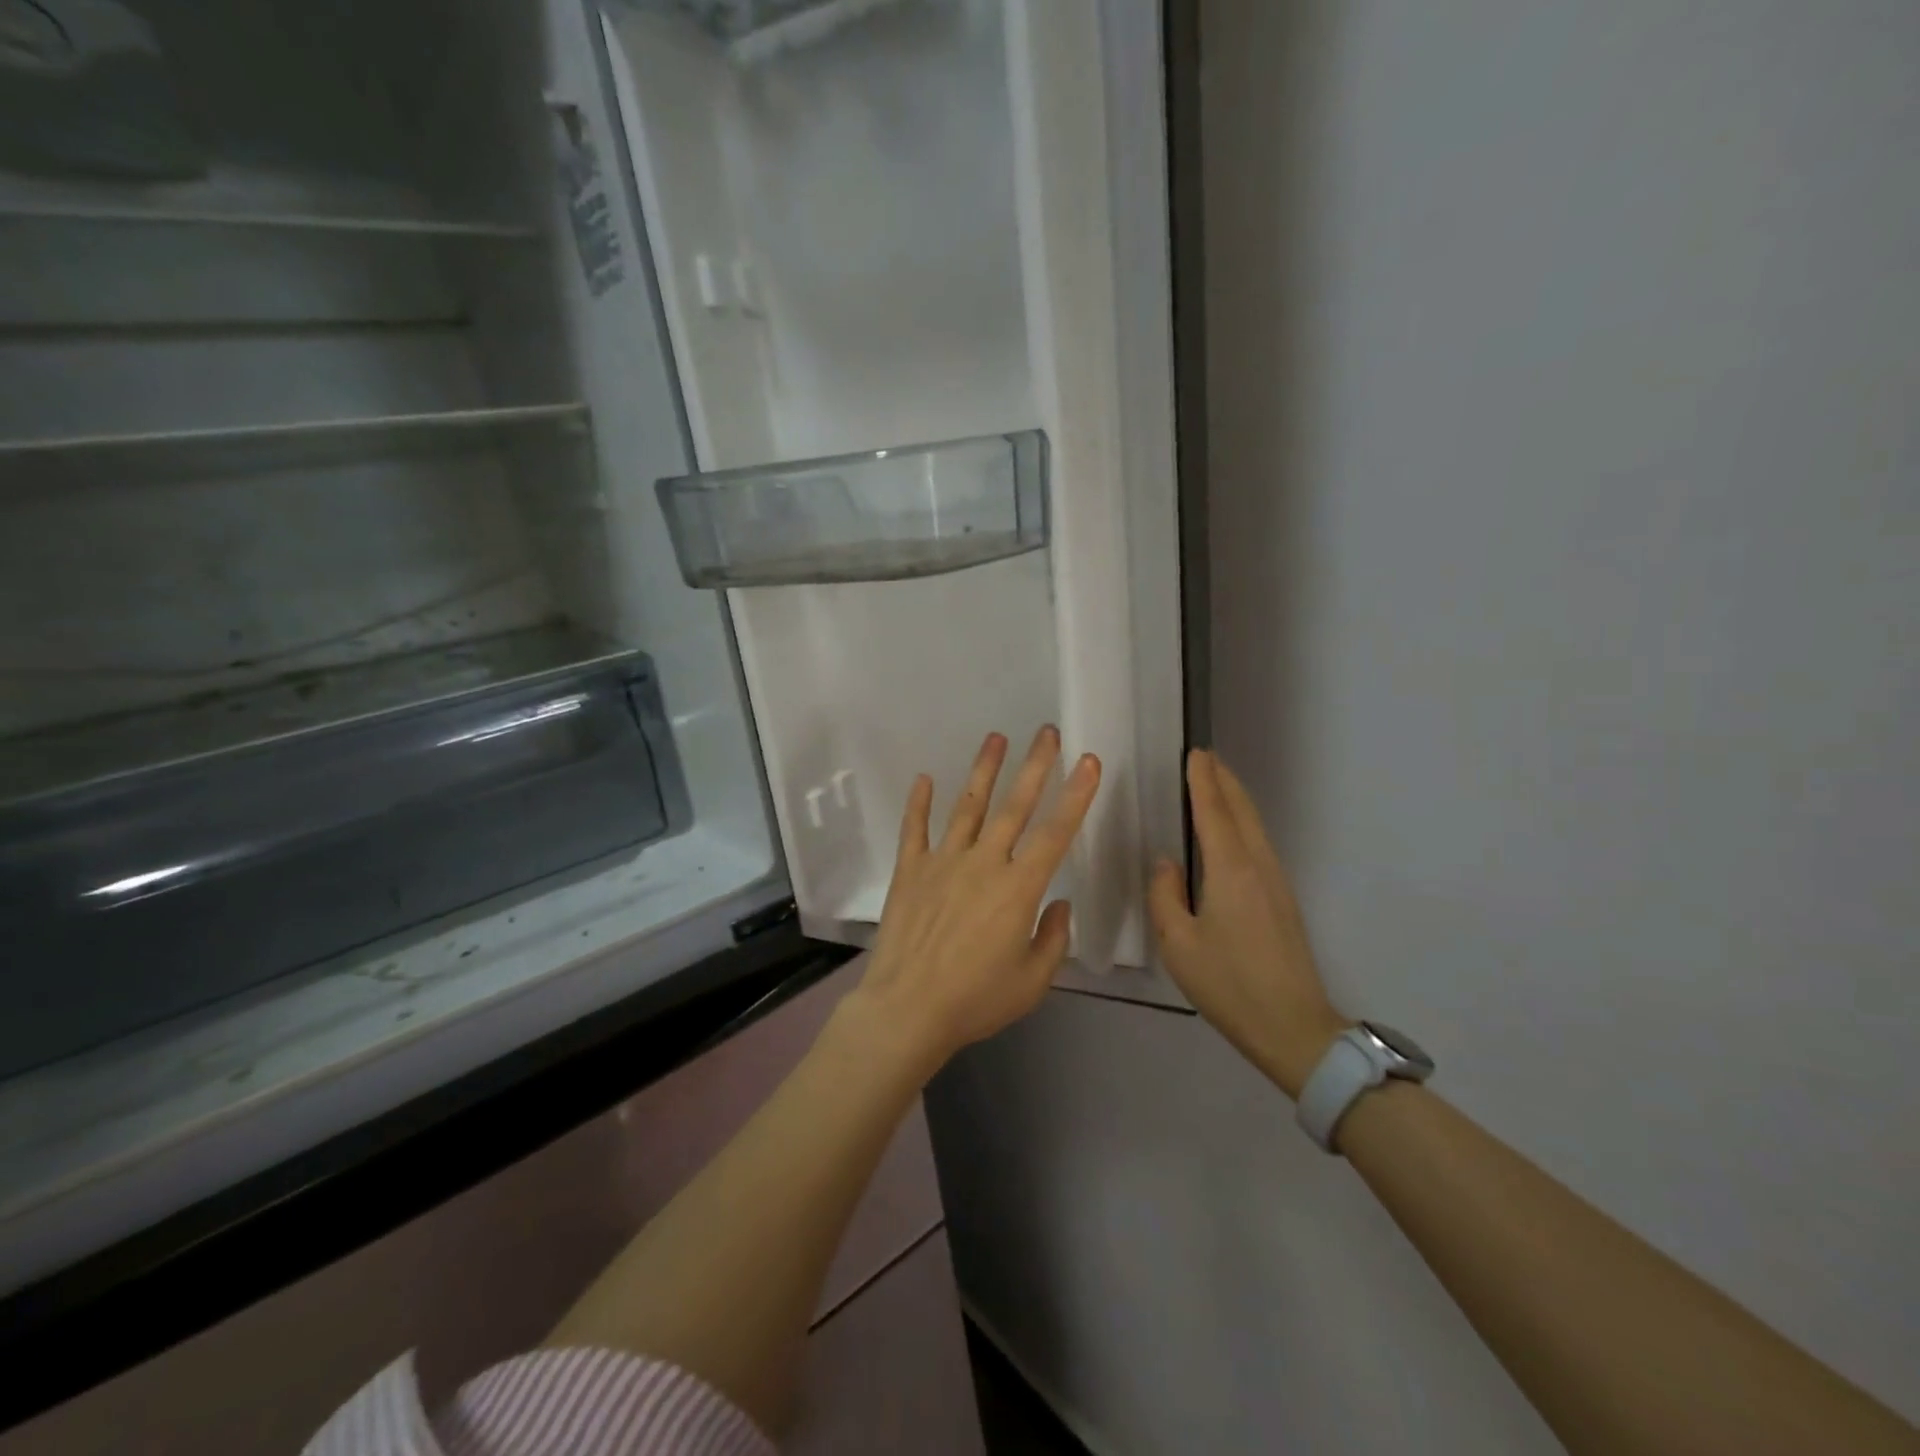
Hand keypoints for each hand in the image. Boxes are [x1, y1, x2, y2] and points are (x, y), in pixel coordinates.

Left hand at [844, 727, 1101, 1074]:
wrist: (907, 1010)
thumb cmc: (975, 1000)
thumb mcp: (1032, 982)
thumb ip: (1053, 939)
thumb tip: (1058, 903)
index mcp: (1018, 889)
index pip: (1055, 833)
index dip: (1076, 796)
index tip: (1088, 762)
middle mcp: (983, 864)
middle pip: (1014, 807)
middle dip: (1035, 767)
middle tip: (1047, 733)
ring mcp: (942, 862)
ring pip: (967, 807)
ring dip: (983, 771)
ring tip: (996, 738)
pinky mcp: (910, 871)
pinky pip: (914, 829)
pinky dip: (919, 803)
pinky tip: (924, 778)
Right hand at [1149, 749, 1346, 1098]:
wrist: (1293, 1027)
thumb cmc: (1229, 984)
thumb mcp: (1178, 944)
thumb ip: (1165, 896)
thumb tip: (1167, 863)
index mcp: (1231, 870)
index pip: (1214, 812)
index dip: (1203, 781)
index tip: (1195, 753)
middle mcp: (1258, 866)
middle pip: (1242, 811)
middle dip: (1224, 781)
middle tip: (1204, 758)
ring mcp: (1276, 882)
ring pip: (1254, 826)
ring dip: (1235, 799)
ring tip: (1215, 784)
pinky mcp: (1283, 899)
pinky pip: (1259, 844)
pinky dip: (1243, 822)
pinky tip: (1231, 831)